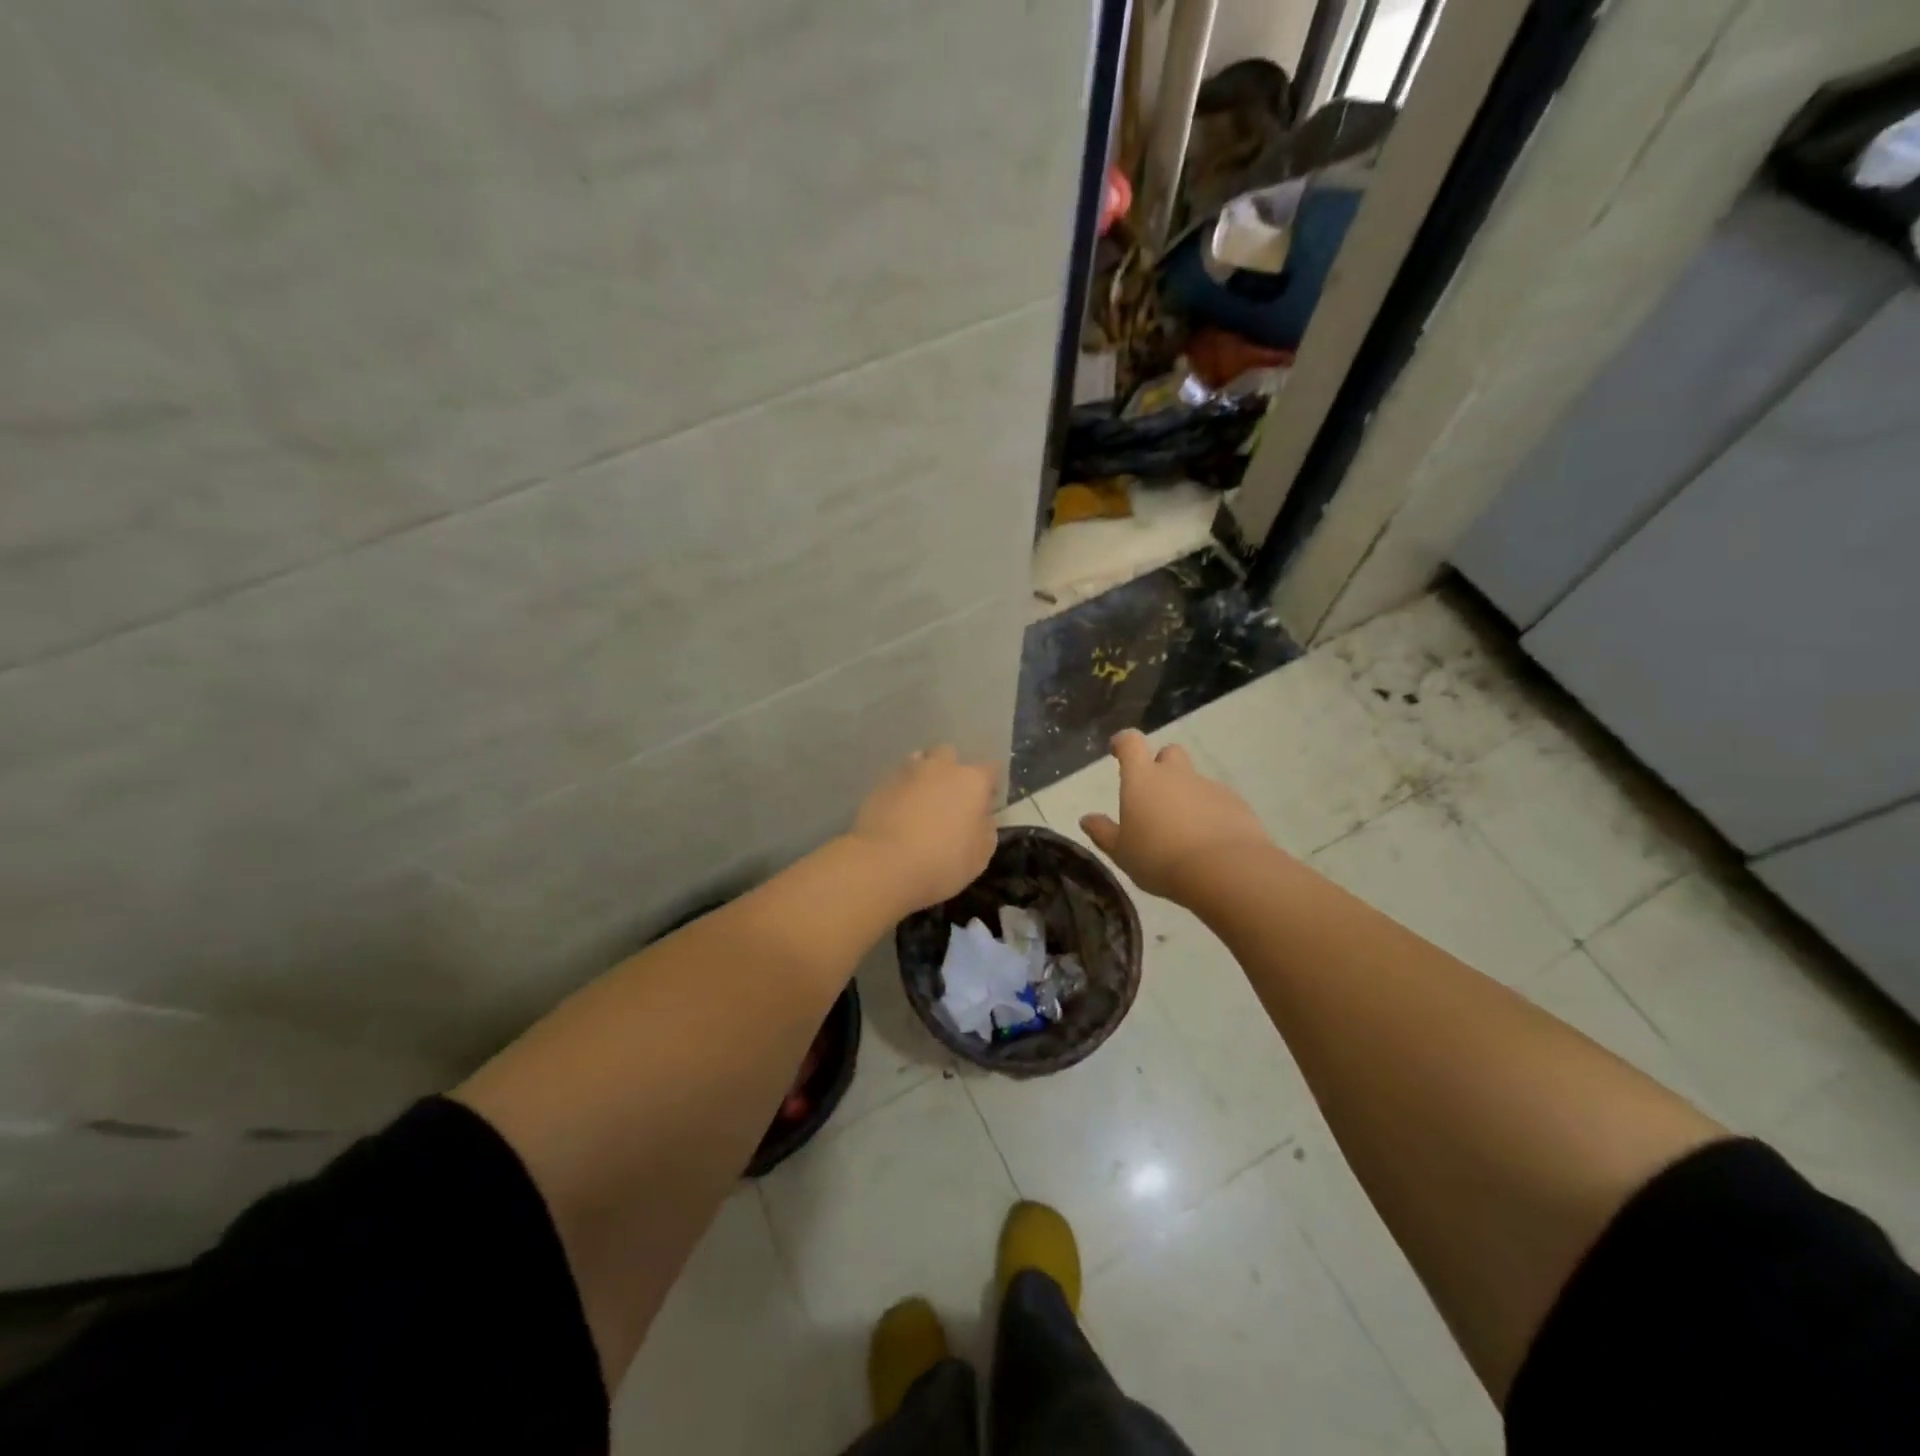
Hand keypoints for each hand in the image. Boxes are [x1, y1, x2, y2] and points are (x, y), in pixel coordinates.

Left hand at [849, 746, 999, 911]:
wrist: (884, 864)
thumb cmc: (942, 862)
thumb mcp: (980, 856)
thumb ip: (985, 830)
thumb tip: (982, 818)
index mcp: (972, 781)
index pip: (990, 769)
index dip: (989, 785)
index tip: (986, 803)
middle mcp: (941, 768)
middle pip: (949, 754)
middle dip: (952, 769)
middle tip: (950, 797)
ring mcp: (907, 773)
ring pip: (919, 761)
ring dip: (924, 776)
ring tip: (921, 801)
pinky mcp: (880, 785)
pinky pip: (897, 780)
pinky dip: (901, 791)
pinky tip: (898, 812)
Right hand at [1081, 730, 1274, 900]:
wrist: (1225, 870)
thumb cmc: (1160, 858)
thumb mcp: (1121, 852)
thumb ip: (1103, 832)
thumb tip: (1086, 819)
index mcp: (1142, 779)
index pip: (1131, 743)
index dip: (1123, 742)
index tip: (1117, 750)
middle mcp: (1176, 775)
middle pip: (1169, 753)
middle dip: (1161, 766)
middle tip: (1154, 795)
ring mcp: (1209, 787)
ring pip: (1194, 780)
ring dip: (1186, 795)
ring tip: (1183, 830)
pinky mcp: (1236, 804)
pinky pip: (1218, 801)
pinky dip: (1210, 813)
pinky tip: (1208, 840)